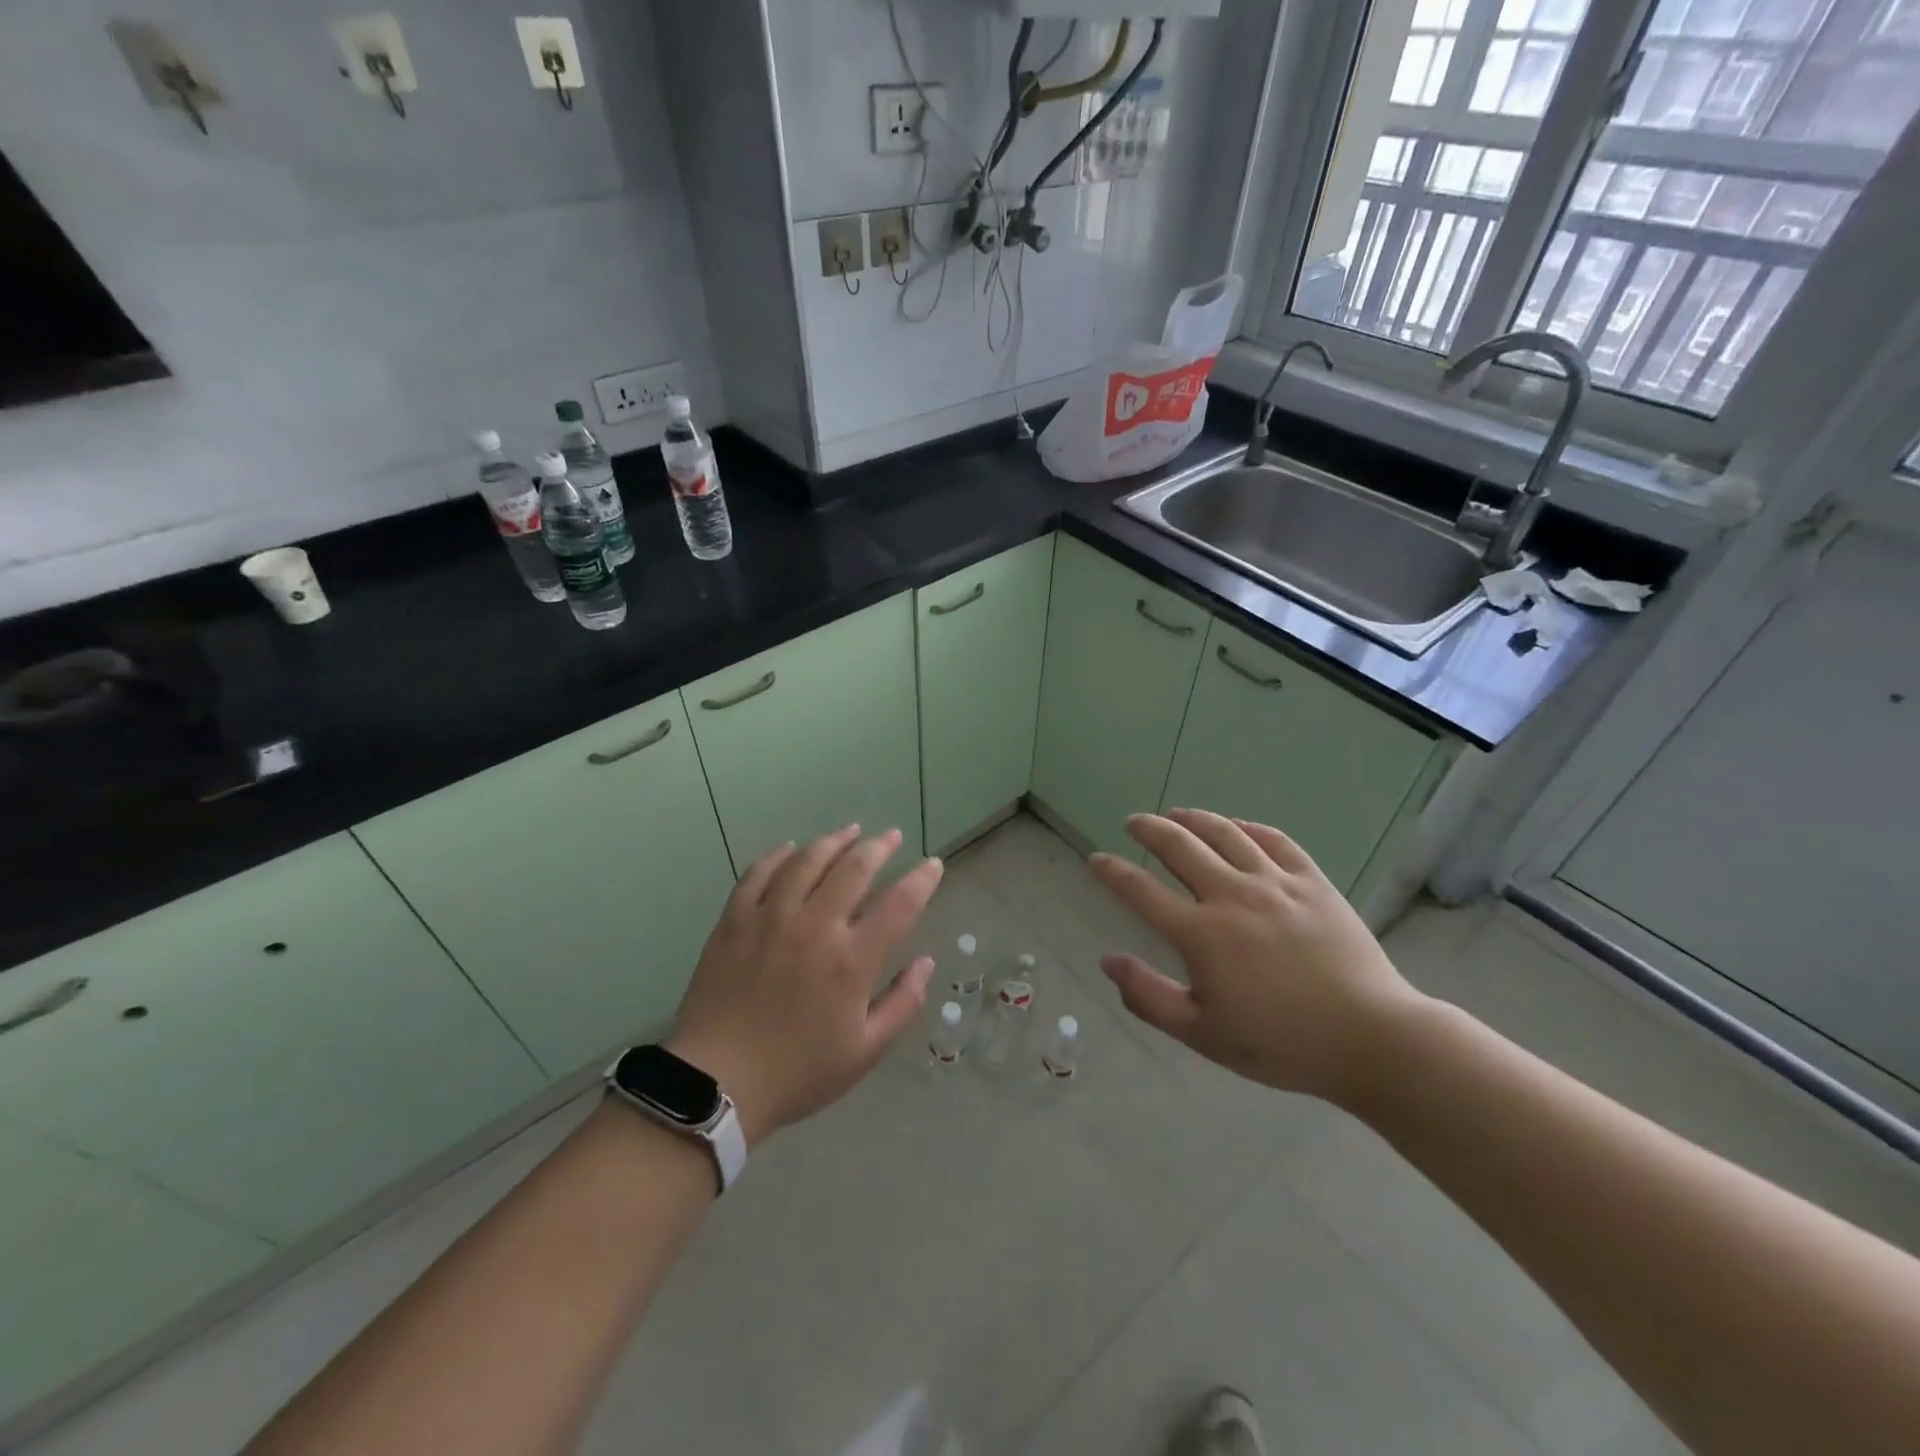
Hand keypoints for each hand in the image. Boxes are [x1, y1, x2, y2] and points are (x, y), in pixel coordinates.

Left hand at [667, 826, 942, 1146]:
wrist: (716, 1083)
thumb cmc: (797, 1072)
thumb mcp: (864, 1052)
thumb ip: (902, 1004)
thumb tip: (926, 963)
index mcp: (851, 960)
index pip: (899, 905)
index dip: (921, 880)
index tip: (933, 864)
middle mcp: (815, 926)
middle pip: (853, 869)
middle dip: (879, 847)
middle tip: (892, 837)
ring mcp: (771, 918)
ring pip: (808, 861)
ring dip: (834, 841)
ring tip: (850, 831)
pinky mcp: (734, 920)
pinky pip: (759, 873)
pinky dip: (779, 855)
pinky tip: (791, 849)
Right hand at [1089, 808, 1426, 1105]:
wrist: (1372, 1039)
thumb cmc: (1281, 1044)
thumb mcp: (1202, 1034)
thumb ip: (1148, 997)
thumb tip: (1108, 961)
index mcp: (1202, 934)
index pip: (1141, 891)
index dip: (1113, 872)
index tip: (1096, 859)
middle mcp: (1232, 896)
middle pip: (1179, 846)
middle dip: (1149, 829)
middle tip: (1134, 822)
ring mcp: (1276, 883)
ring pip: (1225, 833)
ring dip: (1194, 818)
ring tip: (1177, 814)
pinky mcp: (1313, 882)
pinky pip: (1275, 840)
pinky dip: (1249, 827)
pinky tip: (1238, 827)